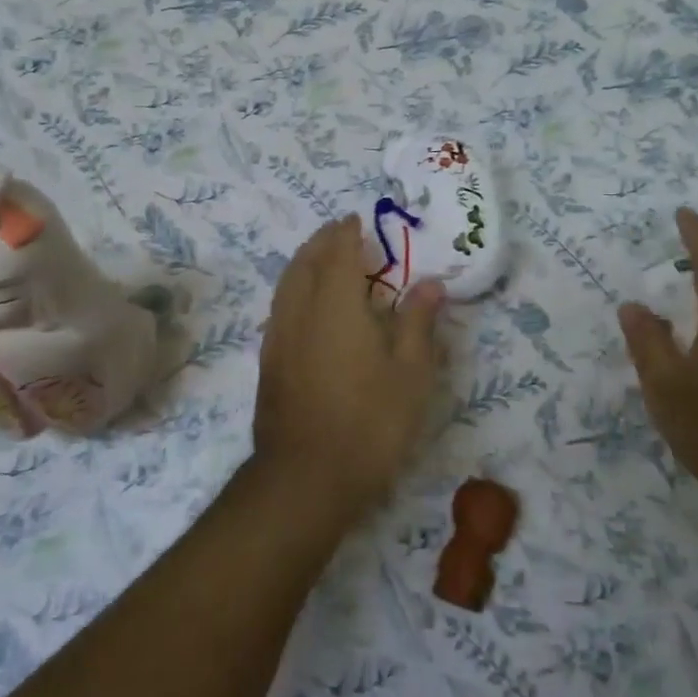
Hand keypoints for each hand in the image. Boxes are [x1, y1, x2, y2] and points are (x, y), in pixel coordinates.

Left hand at [253, 216, 447, 517]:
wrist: (306, 477)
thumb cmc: (370, 422)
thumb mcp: (411, 373)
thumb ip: (418, 322)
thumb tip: (429, 283)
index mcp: (336, 304)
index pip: (338, 252)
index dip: (347, 232)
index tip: (356, 219)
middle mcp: (300, 310)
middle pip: (306, 261)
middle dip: (322, 241)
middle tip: (339, 231)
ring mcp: (278, 336)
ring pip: (287, 283)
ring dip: (304, 262)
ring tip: (321, 258)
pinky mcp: (268, 362)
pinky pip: (279, 306)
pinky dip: (293, 288)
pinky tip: (305, 305)